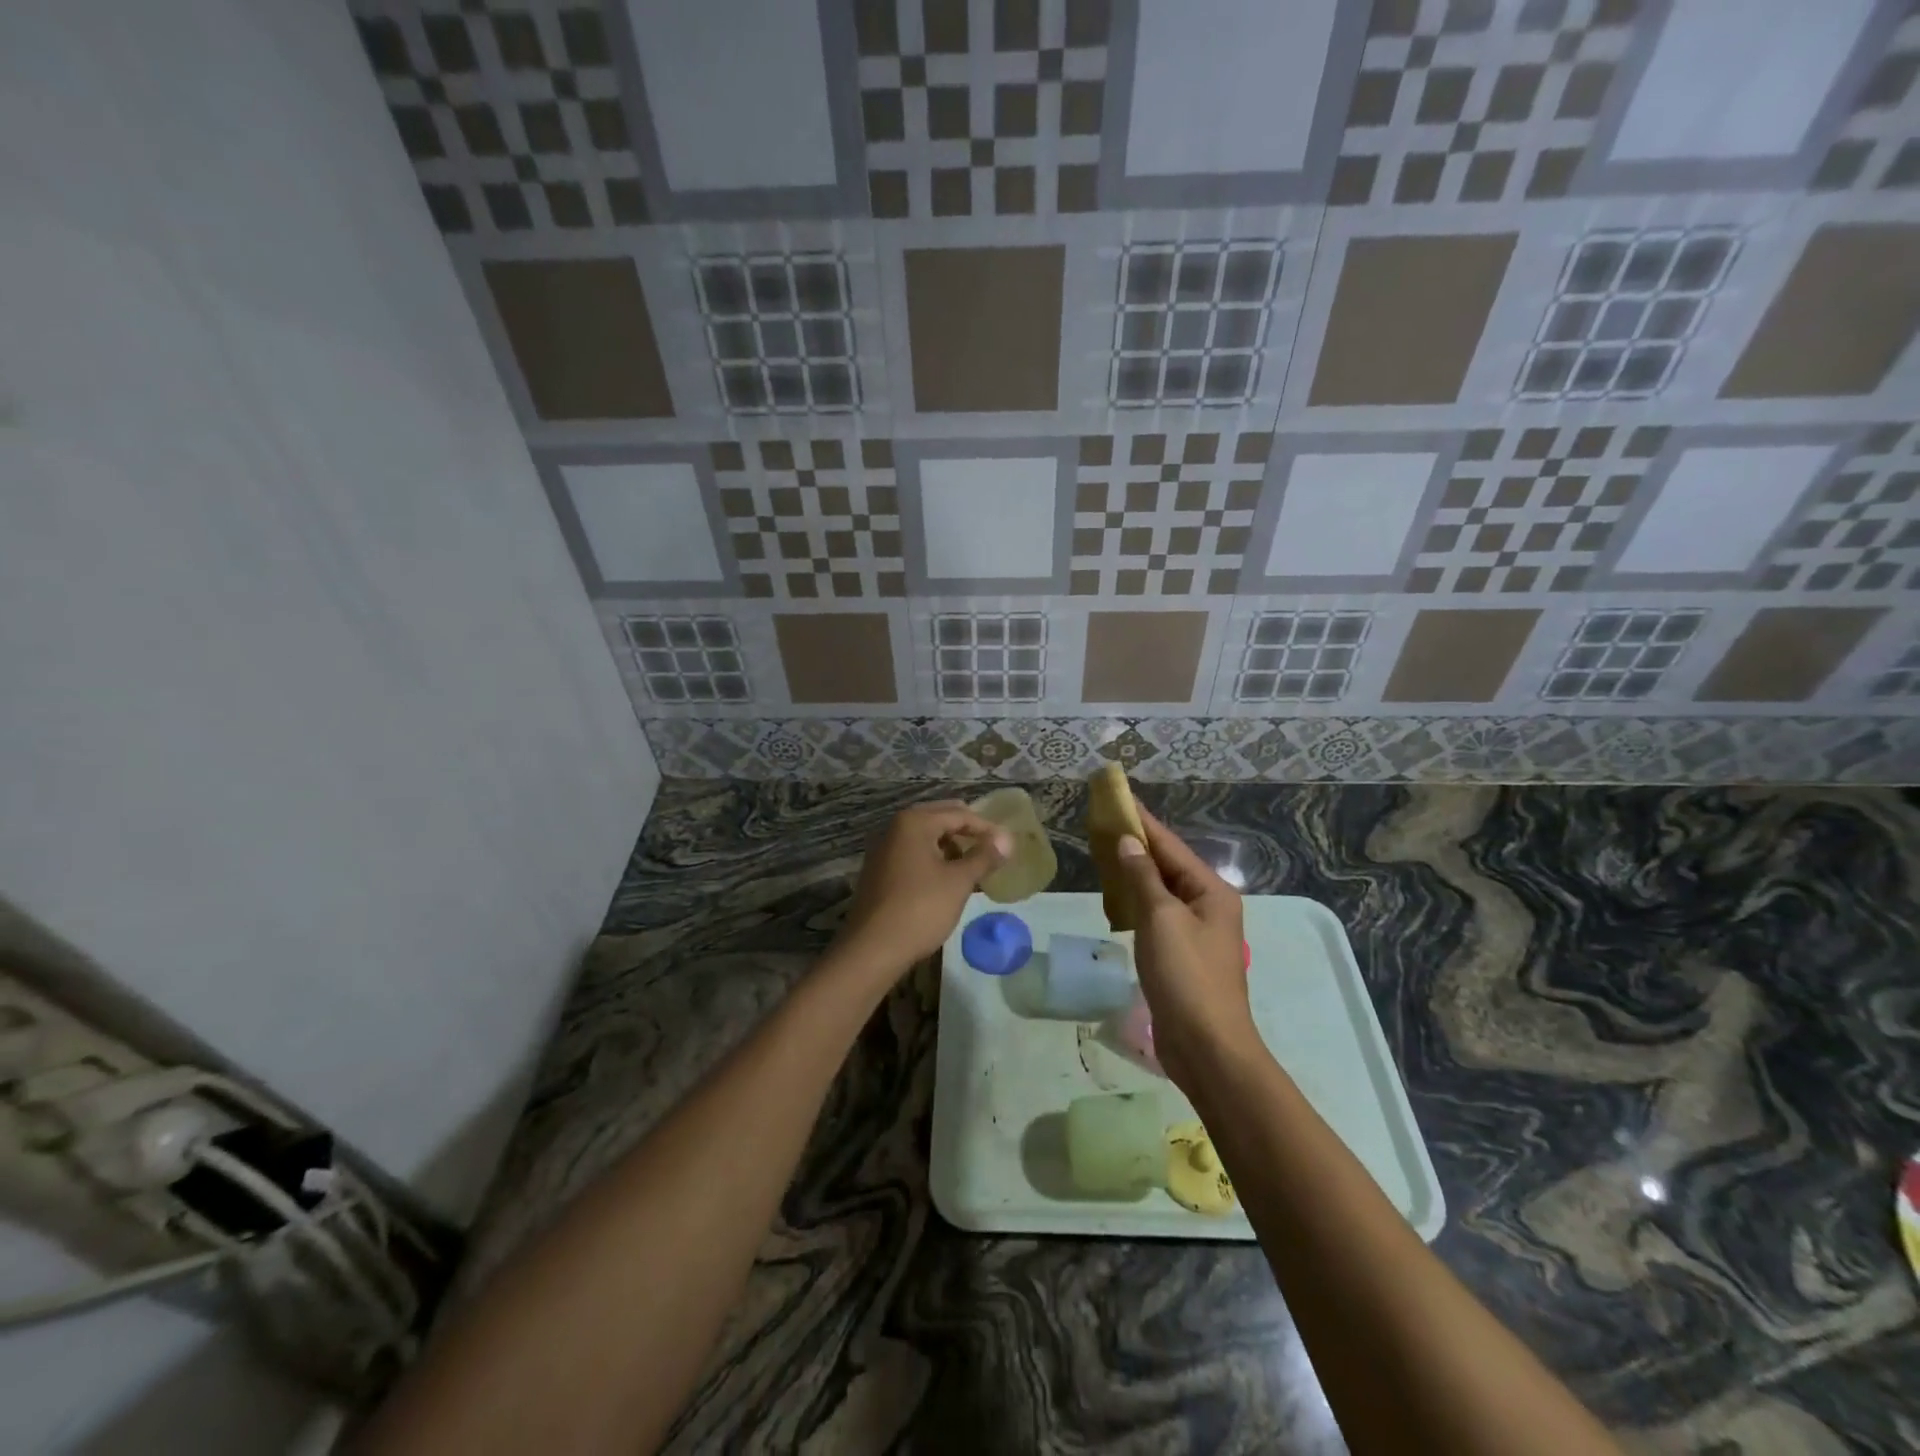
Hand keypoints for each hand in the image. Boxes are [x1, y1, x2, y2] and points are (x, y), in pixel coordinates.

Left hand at [835, 800, 1010, 973]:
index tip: (1007, 844)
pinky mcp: (879, 872)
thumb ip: (984, 857)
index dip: (986, 827)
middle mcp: (895, 828)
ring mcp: (883, 850)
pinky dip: (933, 860)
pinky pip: (913, 855)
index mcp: (914, 822)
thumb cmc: (920, 908)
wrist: (872, 948)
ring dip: (950, 847)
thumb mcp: (958, 882)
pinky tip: (947, 880)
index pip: (958, 814)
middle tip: (992, 848)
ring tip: (973, 866)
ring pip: (925, 838)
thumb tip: (1007, 839)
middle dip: (966, 832)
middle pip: (939, 819)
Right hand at [1112, 806, 1262, 1089]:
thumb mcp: (1161, 919)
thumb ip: (1143, 877)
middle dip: (1136, 845)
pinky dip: (1136, 902)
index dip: (1143, 822)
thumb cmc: (1186, 976)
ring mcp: (1196, 932)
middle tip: (1102, 825)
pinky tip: (1116, 898)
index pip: (1170, 846)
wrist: (1206, 1047)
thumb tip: (1129, 842)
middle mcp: (1208, 906)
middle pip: (1167, 866)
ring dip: (1134, 873)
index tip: (1118, 799)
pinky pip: (1156, 916)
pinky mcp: (1182, 955)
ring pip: (1160, 891)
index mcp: (1211, 891)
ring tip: (1104, 853)